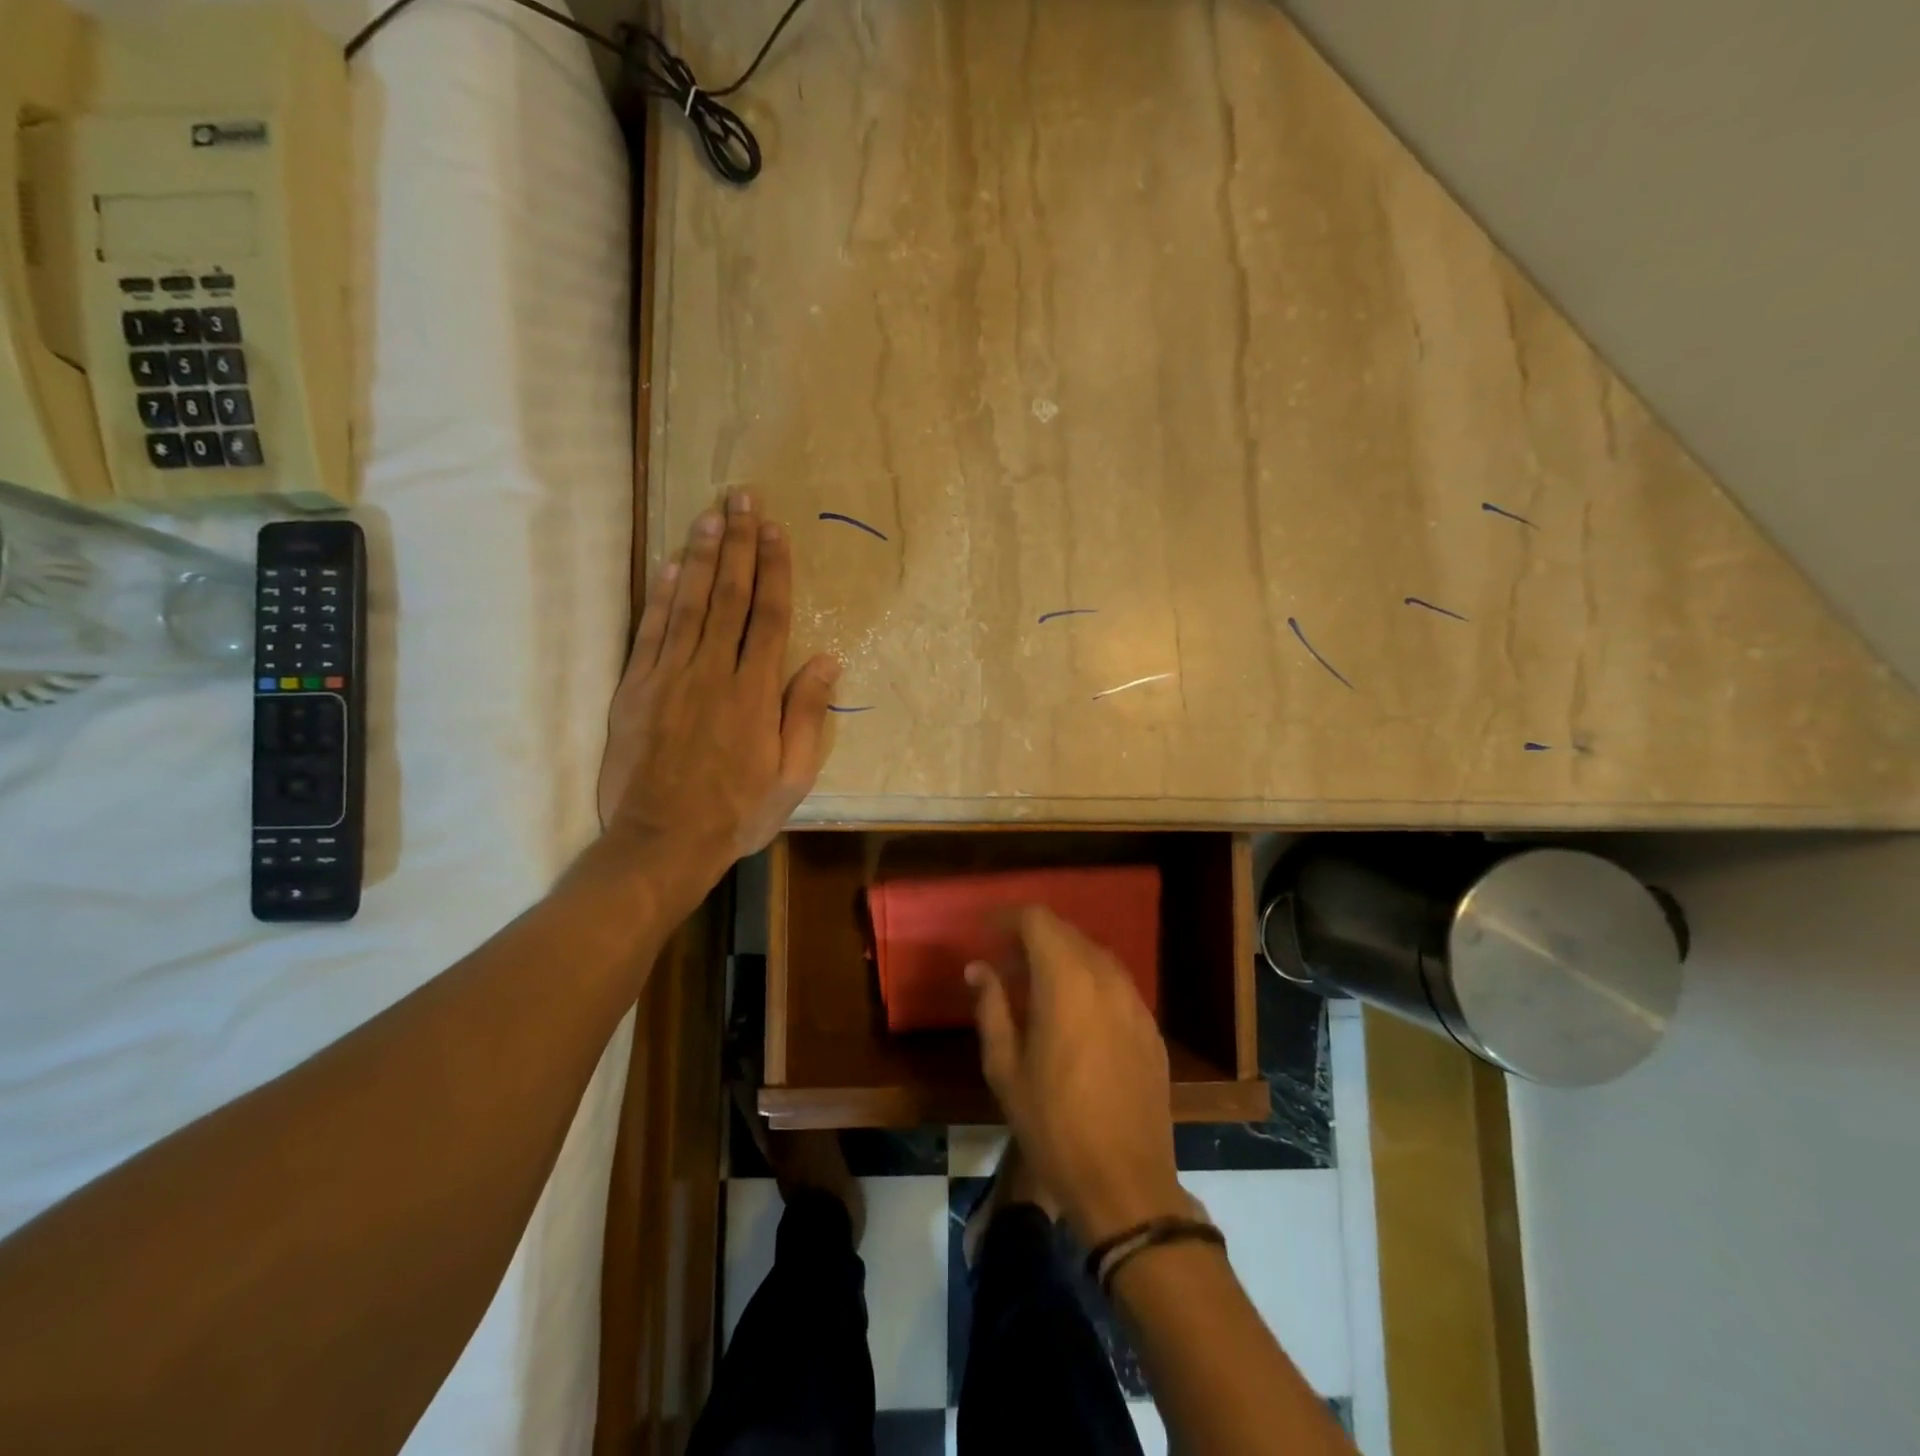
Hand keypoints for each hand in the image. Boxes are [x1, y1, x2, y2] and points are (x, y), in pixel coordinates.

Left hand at [598, 490, 840, 892]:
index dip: (774, 569)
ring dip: (702, 555)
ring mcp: (670, 676)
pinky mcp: (636, 688)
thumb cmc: (736, 812)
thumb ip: (806, 714)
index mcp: (755, 692)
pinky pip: (651, 630)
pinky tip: (670, 564)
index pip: (769, 616)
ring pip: (689, 603)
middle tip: (742, 497)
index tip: (776, 529)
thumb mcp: (792, 776)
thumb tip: (826, 660)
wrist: (662, 842)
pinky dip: (661, 594)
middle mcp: (713, 671)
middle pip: (730, 596)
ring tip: (711, 514)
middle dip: (739, 543)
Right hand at [968, 909, 1189, 1246]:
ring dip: (1062, 958)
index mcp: (1066, 981)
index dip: (1008, 918)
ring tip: (1036, 987)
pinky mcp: (1150, 1027)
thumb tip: (978, 968)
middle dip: (1032, 938)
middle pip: (1066, 933)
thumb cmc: (1053, 1126)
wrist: (1125, 1183)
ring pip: (1094, 955)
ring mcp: (1134, 1001)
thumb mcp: (1005, 1068)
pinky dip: (1089, 981)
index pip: (1037, 920)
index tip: (985, 931)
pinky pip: (1115, 984)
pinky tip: (1074, 1015)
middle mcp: (1105, 978)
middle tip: (1004, 964)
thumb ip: (991, 1007)